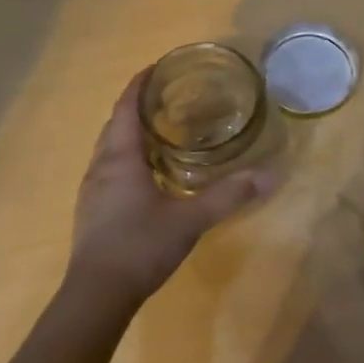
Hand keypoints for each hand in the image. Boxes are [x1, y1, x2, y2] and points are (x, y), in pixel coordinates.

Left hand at [65, 71, 274, 312]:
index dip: (138, 84)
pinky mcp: (92, 210)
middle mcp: (100, 167)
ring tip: (161, 130)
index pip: (125, 108)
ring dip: (130, 133)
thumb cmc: (140, 246)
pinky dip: (126, 157)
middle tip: (168, 98)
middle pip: (115, 124)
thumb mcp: (191, 219)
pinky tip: (148, 173)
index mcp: (120, 159)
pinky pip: (108, 169)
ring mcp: (92, 190)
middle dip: (137, 106)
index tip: (157, 67)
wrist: (96, 295)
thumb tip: (271, 174)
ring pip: (109, 148)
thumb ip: (230, 195)